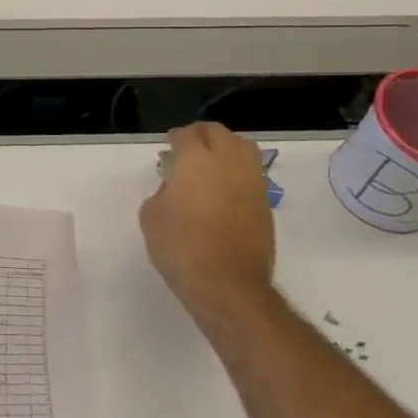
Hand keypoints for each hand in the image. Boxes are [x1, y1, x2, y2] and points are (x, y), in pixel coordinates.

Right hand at [140, 123, 278, 339]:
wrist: (227, 284)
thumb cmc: (181, 247)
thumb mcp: (152, 216)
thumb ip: (162, 192)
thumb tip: (176, 188)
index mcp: (197, 160)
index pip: (188, 135)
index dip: (176, 138)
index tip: (169, 148)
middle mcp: (229, 162)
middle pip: (219, 133)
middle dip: (201, 135)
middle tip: (188, 148)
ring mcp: (252, 181)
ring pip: (243, 148)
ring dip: (226, 148)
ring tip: (211, 164)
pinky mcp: (265, 202)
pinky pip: (251, 173)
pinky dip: (238, 171)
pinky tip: (224, 189)